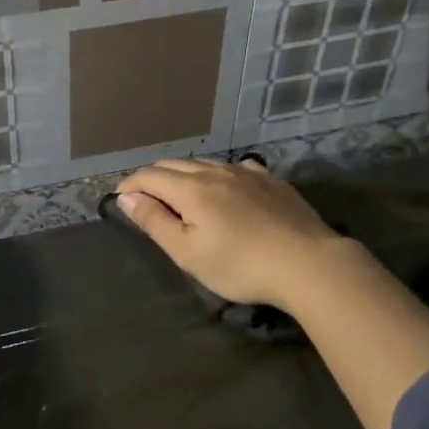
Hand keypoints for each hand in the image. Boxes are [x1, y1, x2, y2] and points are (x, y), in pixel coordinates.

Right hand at [114, 158, 343, 310]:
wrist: (308, 263)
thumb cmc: (240, 265)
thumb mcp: (188, 252)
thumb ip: (155, 221)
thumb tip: (127, 197)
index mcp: (191, 188)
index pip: (150, 176)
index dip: (131, 185)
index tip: (120, 198)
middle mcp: (216, 171)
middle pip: (175, 165)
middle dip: (153, 177)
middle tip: (144, 195)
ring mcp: (248, 173)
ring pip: (205, 163)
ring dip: (184, 174)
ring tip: (179, 191)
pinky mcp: (272, 181)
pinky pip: (235, 168)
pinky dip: (217, 174)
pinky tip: (226, 185)